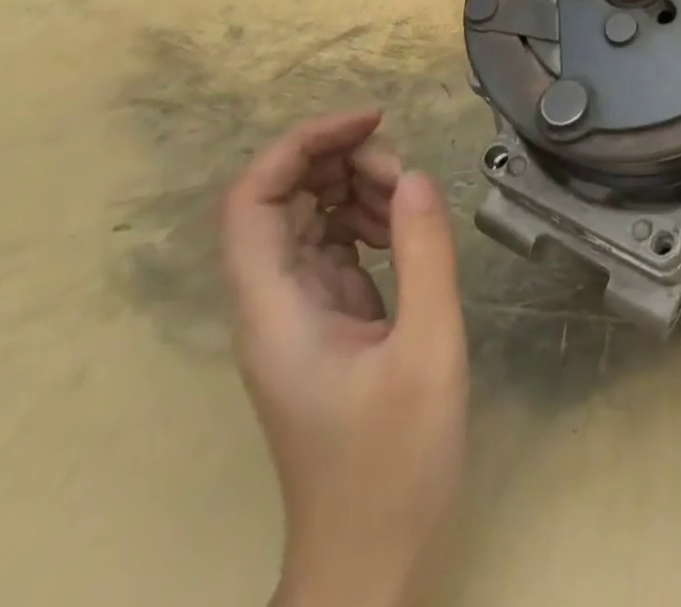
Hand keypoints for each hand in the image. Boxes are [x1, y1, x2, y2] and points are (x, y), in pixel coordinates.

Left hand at [221, 109, 467, 606]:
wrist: (371, 558)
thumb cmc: (394, 461)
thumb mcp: (428, 346)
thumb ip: (423, 253)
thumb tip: (415, 175)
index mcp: (276, 310)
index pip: (252, 202)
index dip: (301, 145)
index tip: (371, 121)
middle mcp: (273, 305)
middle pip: (280, 202)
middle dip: (338, 162)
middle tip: (403, 169)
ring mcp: (299, 315)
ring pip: (307, 221)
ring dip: (356, 190)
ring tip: (411, 196)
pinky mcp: (328, 324)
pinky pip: (333, 249)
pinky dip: (367, 222)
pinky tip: (404, 225)